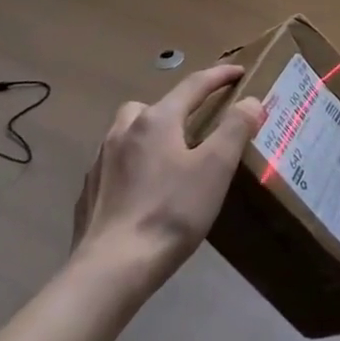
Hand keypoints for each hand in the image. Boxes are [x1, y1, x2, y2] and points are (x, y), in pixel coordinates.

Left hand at [71, 64, 263, 287]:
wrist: (111, 269)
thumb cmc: (171, 212)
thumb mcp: (216, 168)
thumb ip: (235, 128)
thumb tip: (250, 100)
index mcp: (157, 120)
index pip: (194, 85)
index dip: (219, 76)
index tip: (238, 71)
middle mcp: (124, 130)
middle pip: (154, 105)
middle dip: (177, 106)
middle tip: (196, 125)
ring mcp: (101, 160)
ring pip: (128, 131)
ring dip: (149, 134)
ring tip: (168, 157)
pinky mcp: (89, 191)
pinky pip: (114, 163)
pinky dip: (131, 164)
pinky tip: (141, 189)